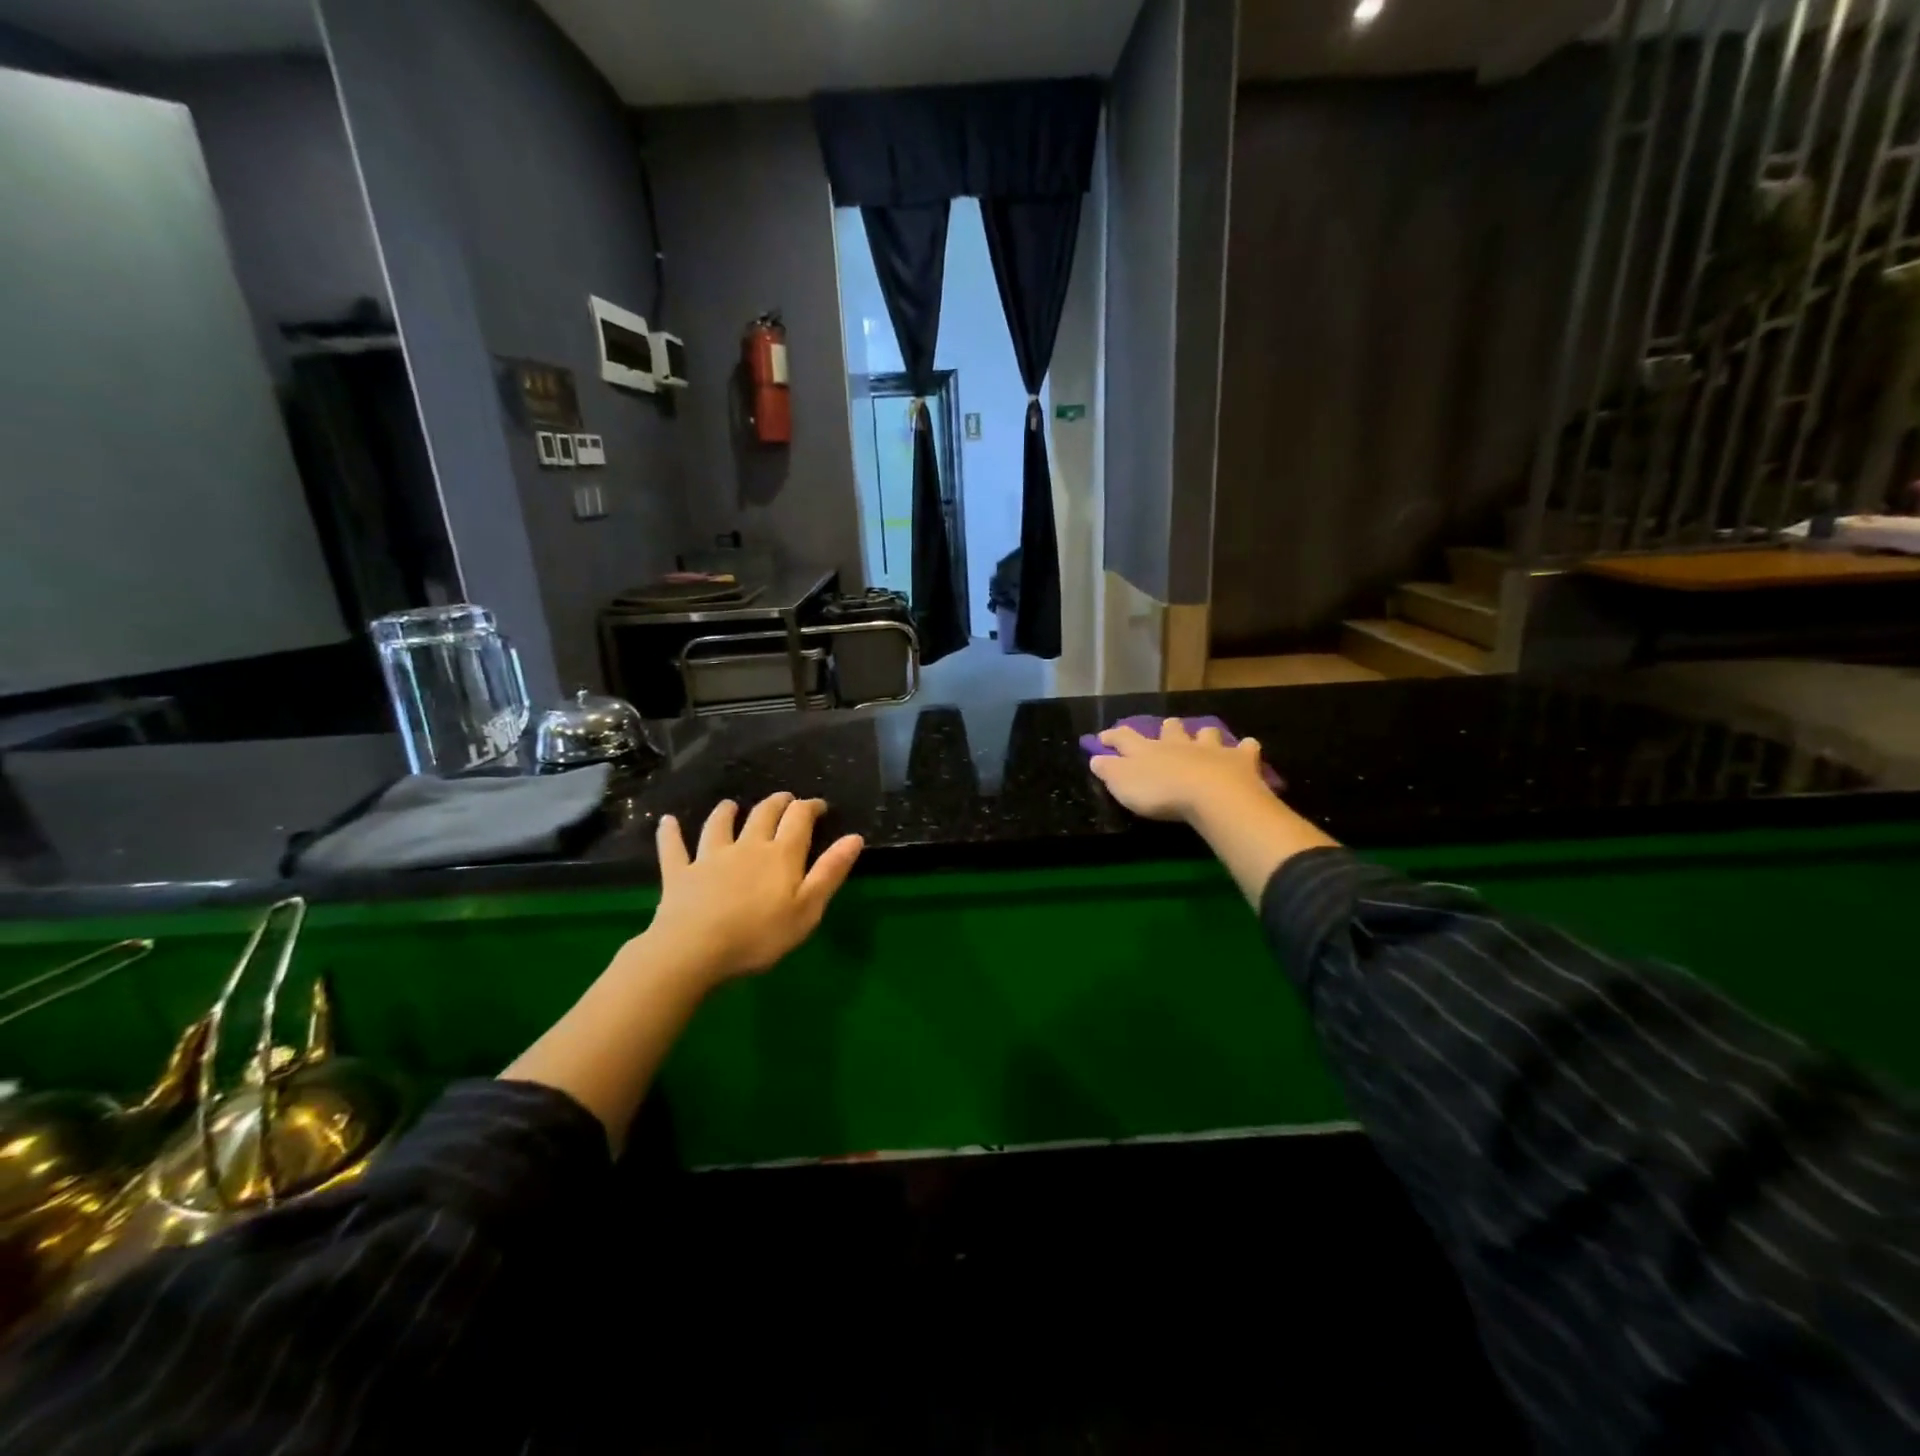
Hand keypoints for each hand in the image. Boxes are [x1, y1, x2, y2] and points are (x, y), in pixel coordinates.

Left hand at [644, 794, 863, 983]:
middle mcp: (747, 846)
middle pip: (763, 814)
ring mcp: (710, 857)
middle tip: (785, 799)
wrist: (695, 950)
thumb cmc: (759, 935)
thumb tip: (854, 837)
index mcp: (781, 854)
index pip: (799, 818)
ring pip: (719, 825)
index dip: (810, 807)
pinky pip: (674, 848)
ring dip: (726, 812)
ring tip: (730, 805)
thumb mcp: (808, 909)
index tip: (818, 805)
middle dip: (777, 803)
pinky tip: (667, 821)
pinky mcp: (680, 873)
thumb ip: (830, 871)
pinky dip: (670, 833)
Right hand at [1089, 719, 1272, 823]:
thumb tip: (1096, 758)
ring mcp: (1210, 749)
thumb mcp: (1123, 785)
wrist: (1211, 796)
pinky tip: (1247, 748)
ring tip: (1205, 738)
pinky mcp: (1239, 760)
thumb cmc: (1161, 793)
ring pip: (1206, 733)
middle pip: (1170, 729)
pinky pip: (1245, 748)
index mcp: (1147, 750)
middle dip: (1166, 729)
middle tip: (1166, 730)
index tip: (1103, 736)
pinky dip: (1245, 748)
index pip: (1124, 737)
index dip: (1113, 736)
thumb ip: (1108, 770)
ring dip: (1204, 735)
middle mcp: (1178, 744)